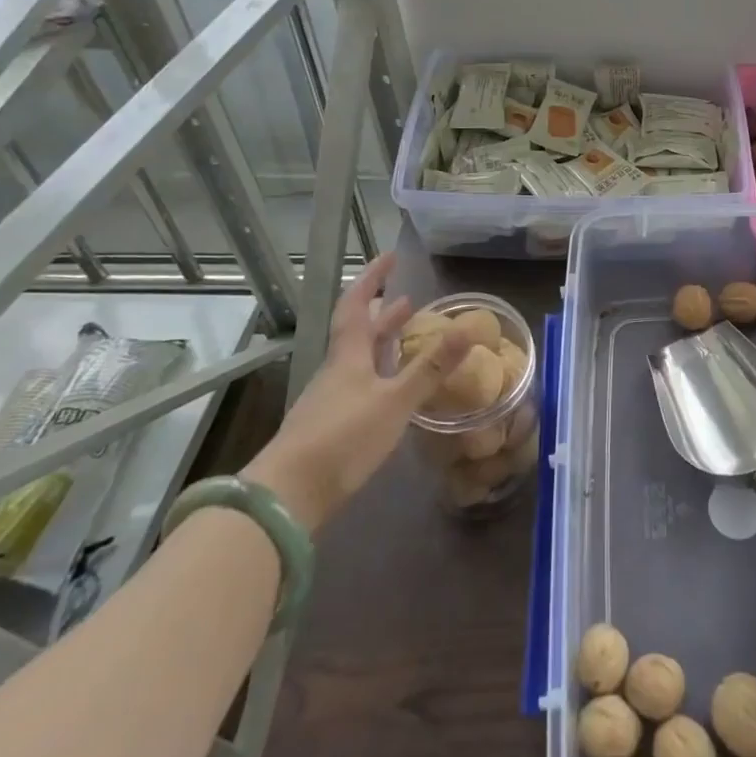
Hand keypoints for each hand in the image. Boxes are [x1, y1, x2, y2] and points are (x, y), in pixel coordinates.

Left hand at [243, 255, 470, 531]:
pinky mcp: (329, 426)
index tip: (389, 257)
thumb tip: (468, 327)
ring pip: (358, 359)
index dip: (372, 279)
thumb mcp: (395, 401)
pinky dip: (378, 373)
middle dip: (382, 313)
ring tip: (404, 336)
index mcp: (349, 356)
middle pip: (357, 332)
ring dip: (380, 343)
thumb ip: (431, 367)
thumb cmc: (343, 439)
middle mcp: (336, 371)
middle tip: (407, 299)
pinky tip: (391, 387)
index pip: (357, 305)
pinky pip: (358, 384)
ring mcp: (329, 400)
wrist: (287, 498)